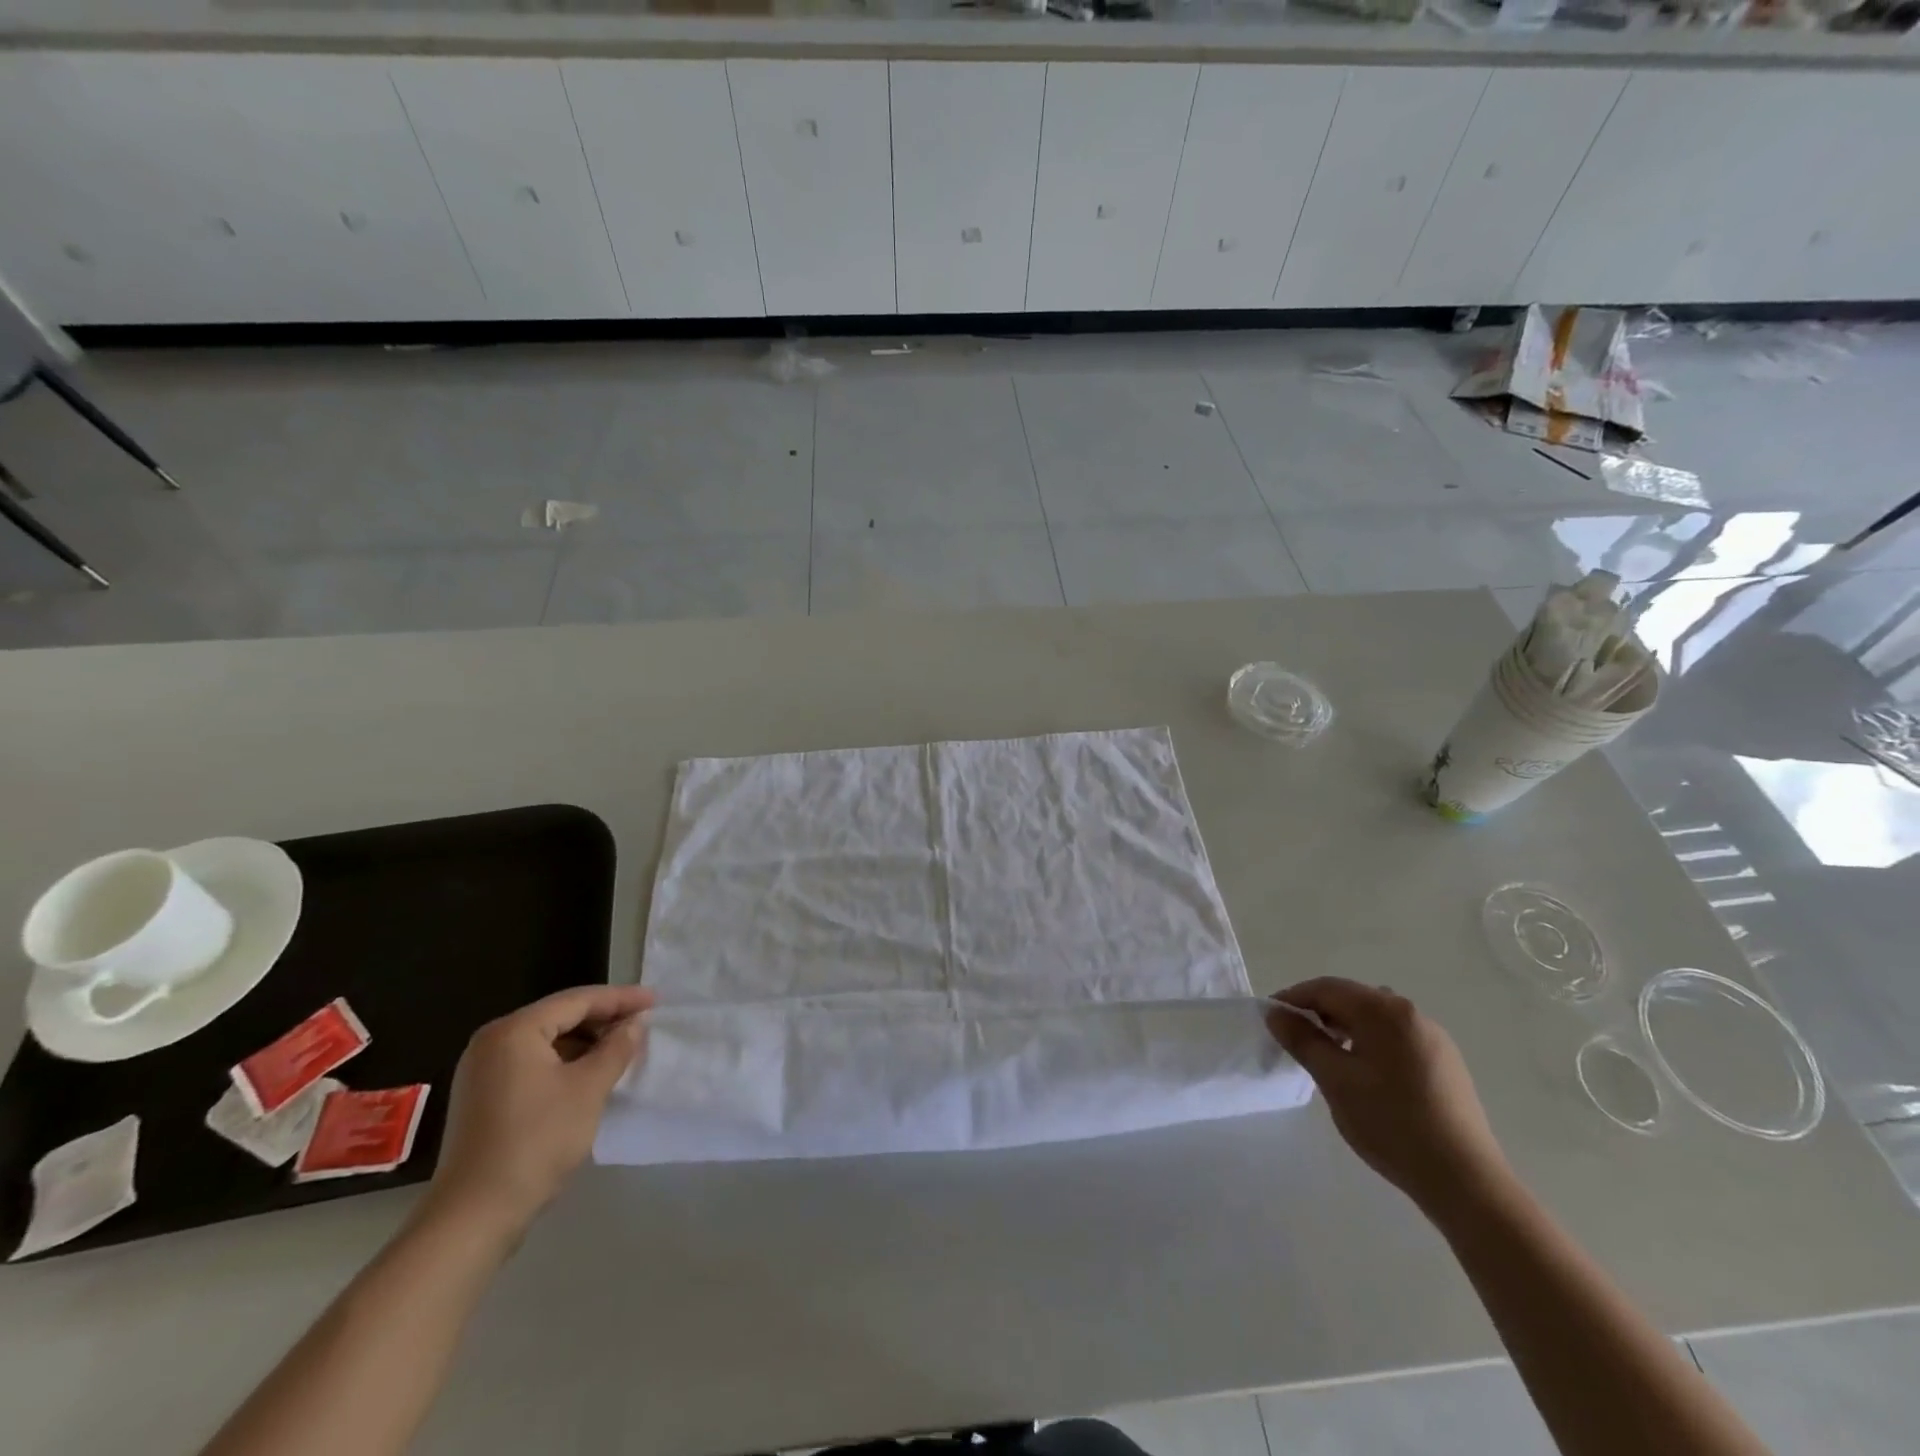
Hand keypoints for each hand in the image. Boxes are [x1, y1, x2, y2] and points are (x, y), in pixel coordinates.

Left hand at [424, 984, 654, 1242]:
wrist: (474, 1216)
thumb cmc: (537, 1141)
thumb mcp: (588, 1089)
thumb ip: (617, 1048)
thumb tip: (636, 1023)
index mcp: (514, 1031)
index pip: (577, 1000)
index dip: (620, 998)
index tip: (655, 1000)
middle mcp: (493, 1042)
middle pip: (559, 1016)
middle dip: (603, 1018)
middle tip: (642, 1022)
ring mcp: (483, 1071)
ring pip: (547, 1041)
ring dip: (586, 1041)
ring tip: (622, 1048)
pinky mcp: (483, 1097)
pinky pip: (533, 1063)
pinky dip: (565, 1062)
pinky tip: (590, 1074)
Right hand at [1266, 978, 1511, 1217]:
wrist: (1466, 1181)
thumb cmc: (1391, 1124)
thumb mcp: (1335, 1080)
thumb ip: (1302, 1040)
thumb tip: (1276, 1013)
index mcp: (1385, 1011)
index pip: (1327, 988)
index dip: (1294, 998)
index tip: (1271, 1018)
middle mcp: (1412, 1014)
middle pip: (1353, 999)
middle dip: (1319, 1012)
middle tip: (1294, 1039)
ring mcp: (1434, 1038)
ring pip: (1375, 1019)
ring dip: (1344, 1028)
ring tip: (1326, 1057)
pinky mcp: (1445, 1063)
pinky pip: (1396, 1038)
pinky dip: (1370, 1043)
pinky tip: (1363, 1074)